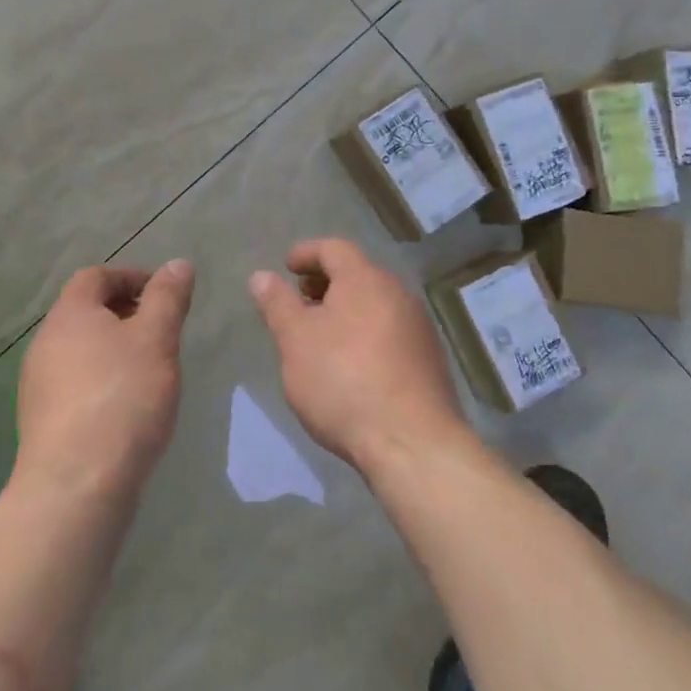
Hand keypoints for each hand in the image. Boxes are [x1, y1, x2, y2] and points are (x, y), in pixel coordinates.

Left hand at [16, 260, 194, 502]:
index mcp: (69, 315)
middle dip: (126, 314)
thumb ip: (168, 298)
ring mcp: (38, 385)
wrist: (76, 485)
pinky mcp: (43, 422)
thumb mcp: (157, 339)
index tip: (165, 295)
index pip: (96, 276)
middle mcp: (45, 343)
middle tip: (163, 332)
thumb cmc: (122, 398)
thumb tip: (177, 264)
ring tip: (151, 371)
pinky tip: (128, 408)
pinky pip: (76, 385)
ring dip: (115, 350)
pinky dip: (103, 382)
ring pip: (81, 351)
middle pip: (86, 312)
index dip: (132, 277)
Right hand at [248, 238, 471, 474]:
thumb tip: (261, 276)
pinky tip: (352, 365)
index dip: (306, 252)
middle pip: (357, 274)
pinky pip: (390, 331)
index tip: (287, 267)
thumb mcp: (295, 341)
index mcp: (365, 280)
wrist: (411, 442)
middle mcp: (398, 294)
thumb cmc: (342, 381)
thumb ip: (277, 304)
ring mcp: (418, 327)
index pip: (334, 248)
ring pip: (375, 304)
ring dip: (346, 310)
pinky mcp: (429, 359)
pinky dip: (366, 333)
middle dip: (326, 282)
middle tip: (301, 302)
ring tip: (322, 337)